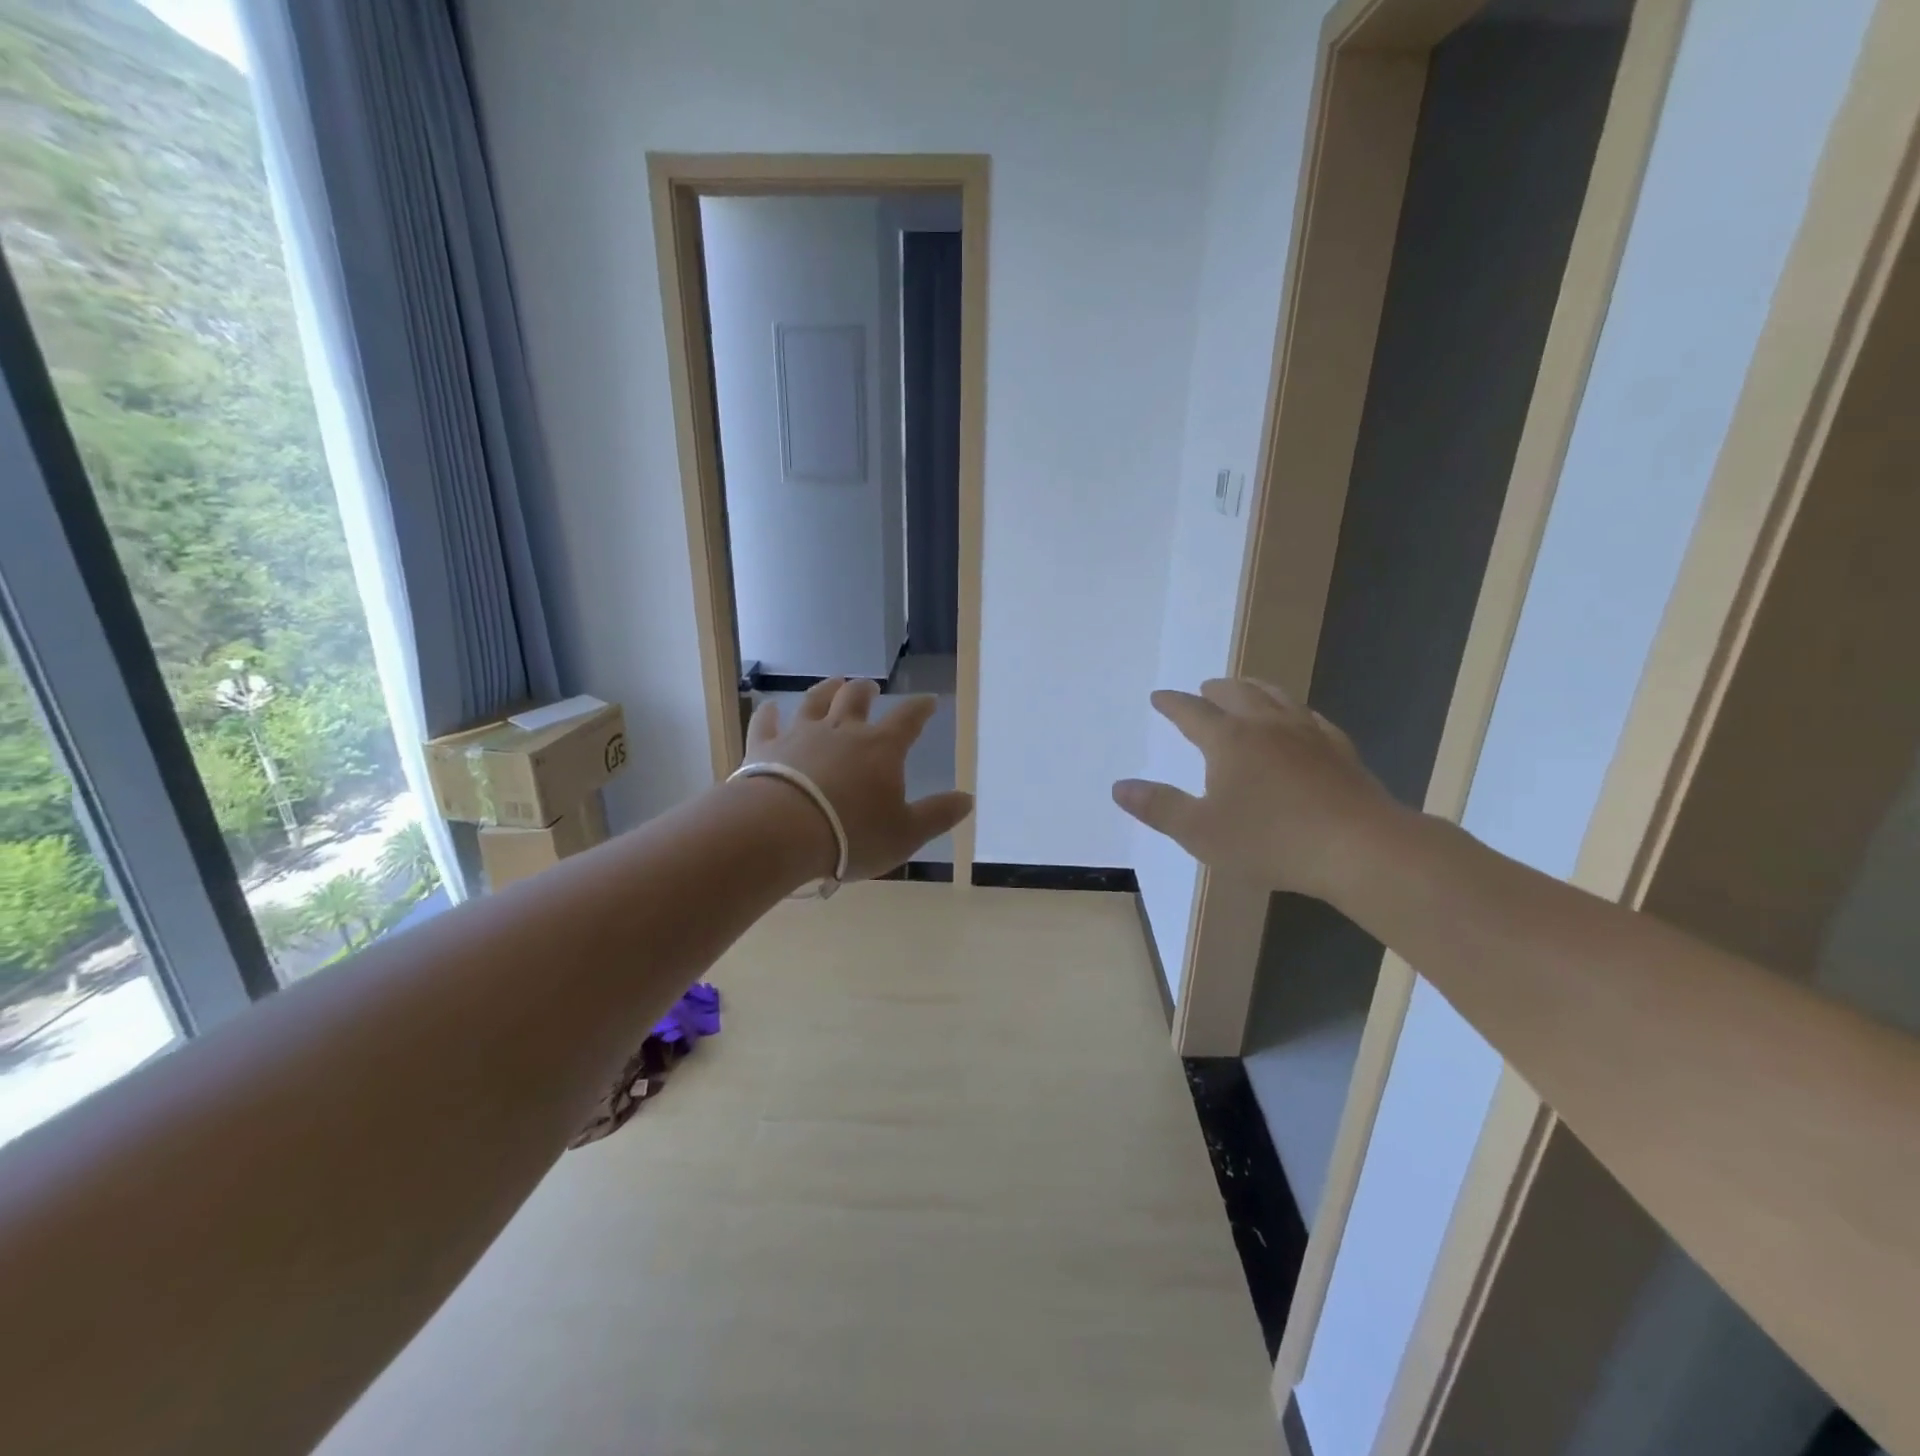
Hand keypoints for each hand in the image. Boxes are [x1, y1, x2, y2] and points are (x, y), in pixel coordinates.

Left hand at [744, 677, 973, 881]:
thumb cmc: (852, 835)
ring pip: (815, 702)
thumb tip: (968, 799)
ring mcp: (800, 735)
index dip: (921, 708)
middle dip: (866, 691)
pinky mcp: (764, 748)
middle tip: (870, 687)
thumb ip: (937, 815)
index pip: (908, 719)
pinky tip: (769, 707)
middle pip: (855, 699)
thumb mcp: (906, 833)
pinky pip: (766, 723)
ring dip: (826, 689)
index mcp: (881, 748)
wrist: (781, 832)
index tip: (929, 700)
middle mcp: (842, 731)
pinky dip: (769, 713)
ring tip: (833, 682)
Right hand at [1113, 678, 1402, 902]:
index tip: (1159, 697)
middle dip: (1215, 689)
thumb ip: (1158, 807)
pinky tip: (1300, 721)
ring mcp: (1308, 734)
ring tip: (1246, 690)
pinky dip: (1294, 711)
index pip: (1192, 712)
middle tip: (1204, 690)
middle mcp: (1267, 725)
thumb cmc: (1270, 840)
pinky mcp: (1340, 750)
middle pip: (1236, 693)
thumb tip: (1119, 787)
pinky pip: (1311, 718)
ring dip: (1255, 689)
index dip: (1172, 703)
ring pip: (1277, 696)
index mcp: (1229, 740)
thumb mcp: (1200, 832)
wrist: (1358, 848)